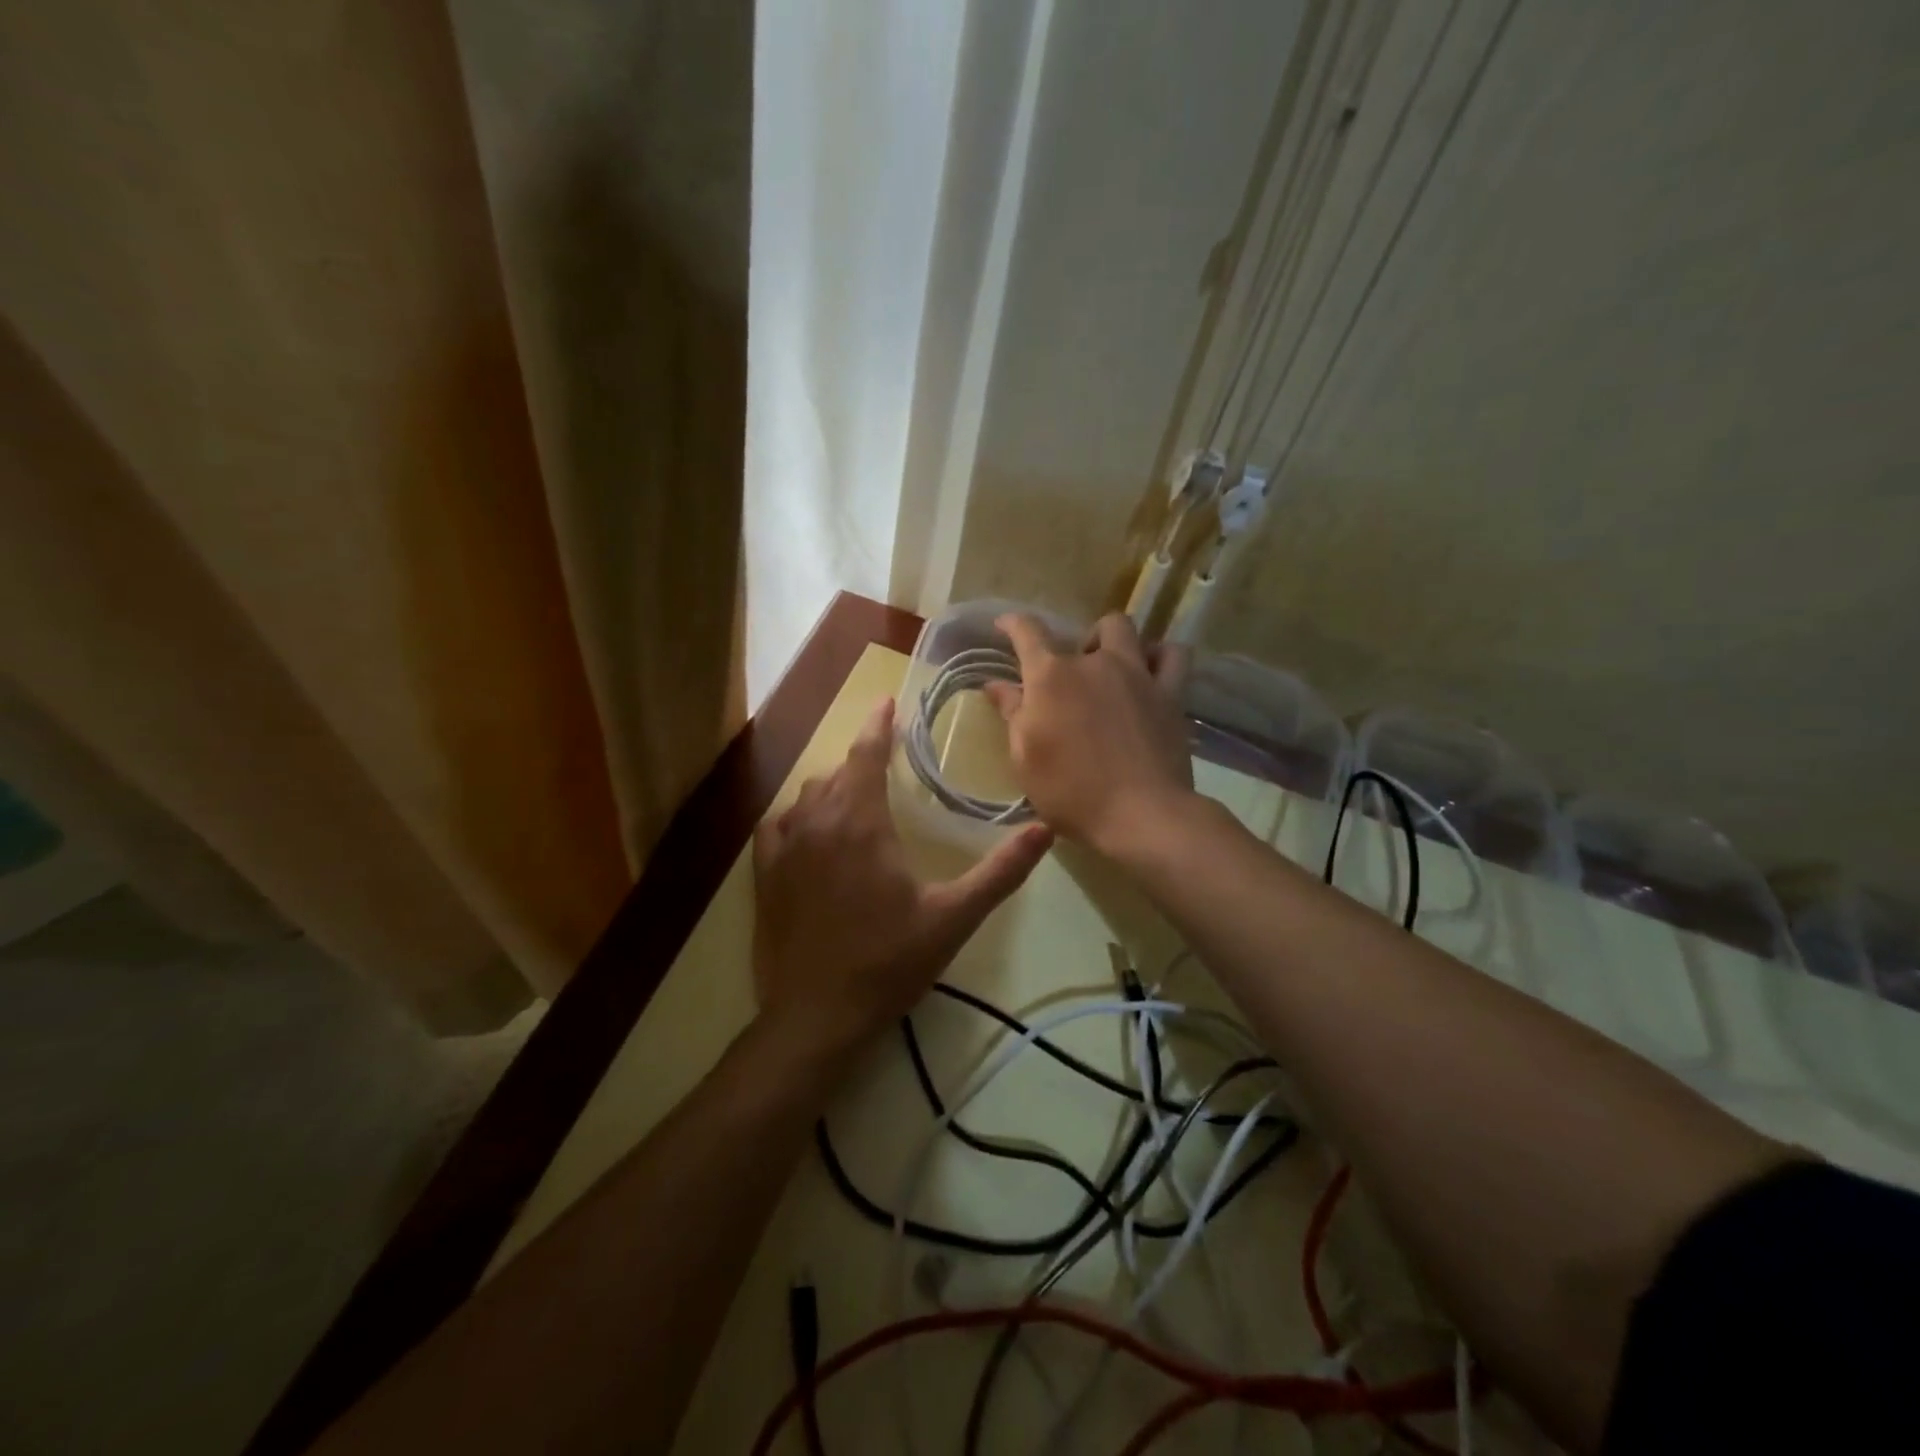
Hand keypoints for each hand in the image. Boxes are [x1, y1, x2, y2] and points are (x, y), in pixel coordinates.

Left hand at [753, 697, 1052, 1058]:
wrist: (817, 1015)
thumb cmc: (889, 961)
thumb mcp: (954, 917)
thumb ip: (1000, 872)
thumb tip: (1044, 829)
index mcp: (860, 823)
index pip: (866, 753)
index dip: (877, 724)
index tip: (887, 701)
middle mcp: (817, 823)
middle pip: (838, 772)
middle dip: (863, 758)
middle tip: (888, 760)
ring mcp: (784, 849)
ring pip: (808, 795)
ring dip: (834, 786)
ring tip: (857, 794)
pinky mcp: (765, 875)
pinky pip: (778, 824)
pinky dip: (799, 815)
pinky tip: (810, 827)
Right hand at [984, 612, 1195, 859]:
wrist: (1141, 814)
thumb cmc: (1071, 792)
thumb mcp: (1025, 759)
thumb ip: (1012, 714)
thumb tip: (996, 684)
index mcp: (1051, 677)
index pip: (1027, 632)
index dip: (1012, 623)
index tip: (1004, 625)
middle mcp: (1094, 663)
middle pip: (1085, 629)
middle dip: (1076, 644)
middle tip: (1072, 676)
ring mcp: (1137, 674)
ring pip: (1126, 630)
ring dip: (1114, 641)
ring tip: (1111, 668)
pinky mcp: (1170, 693)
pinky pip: (1172, 656)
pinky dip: (1160, 656)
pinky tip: (1151, 673)